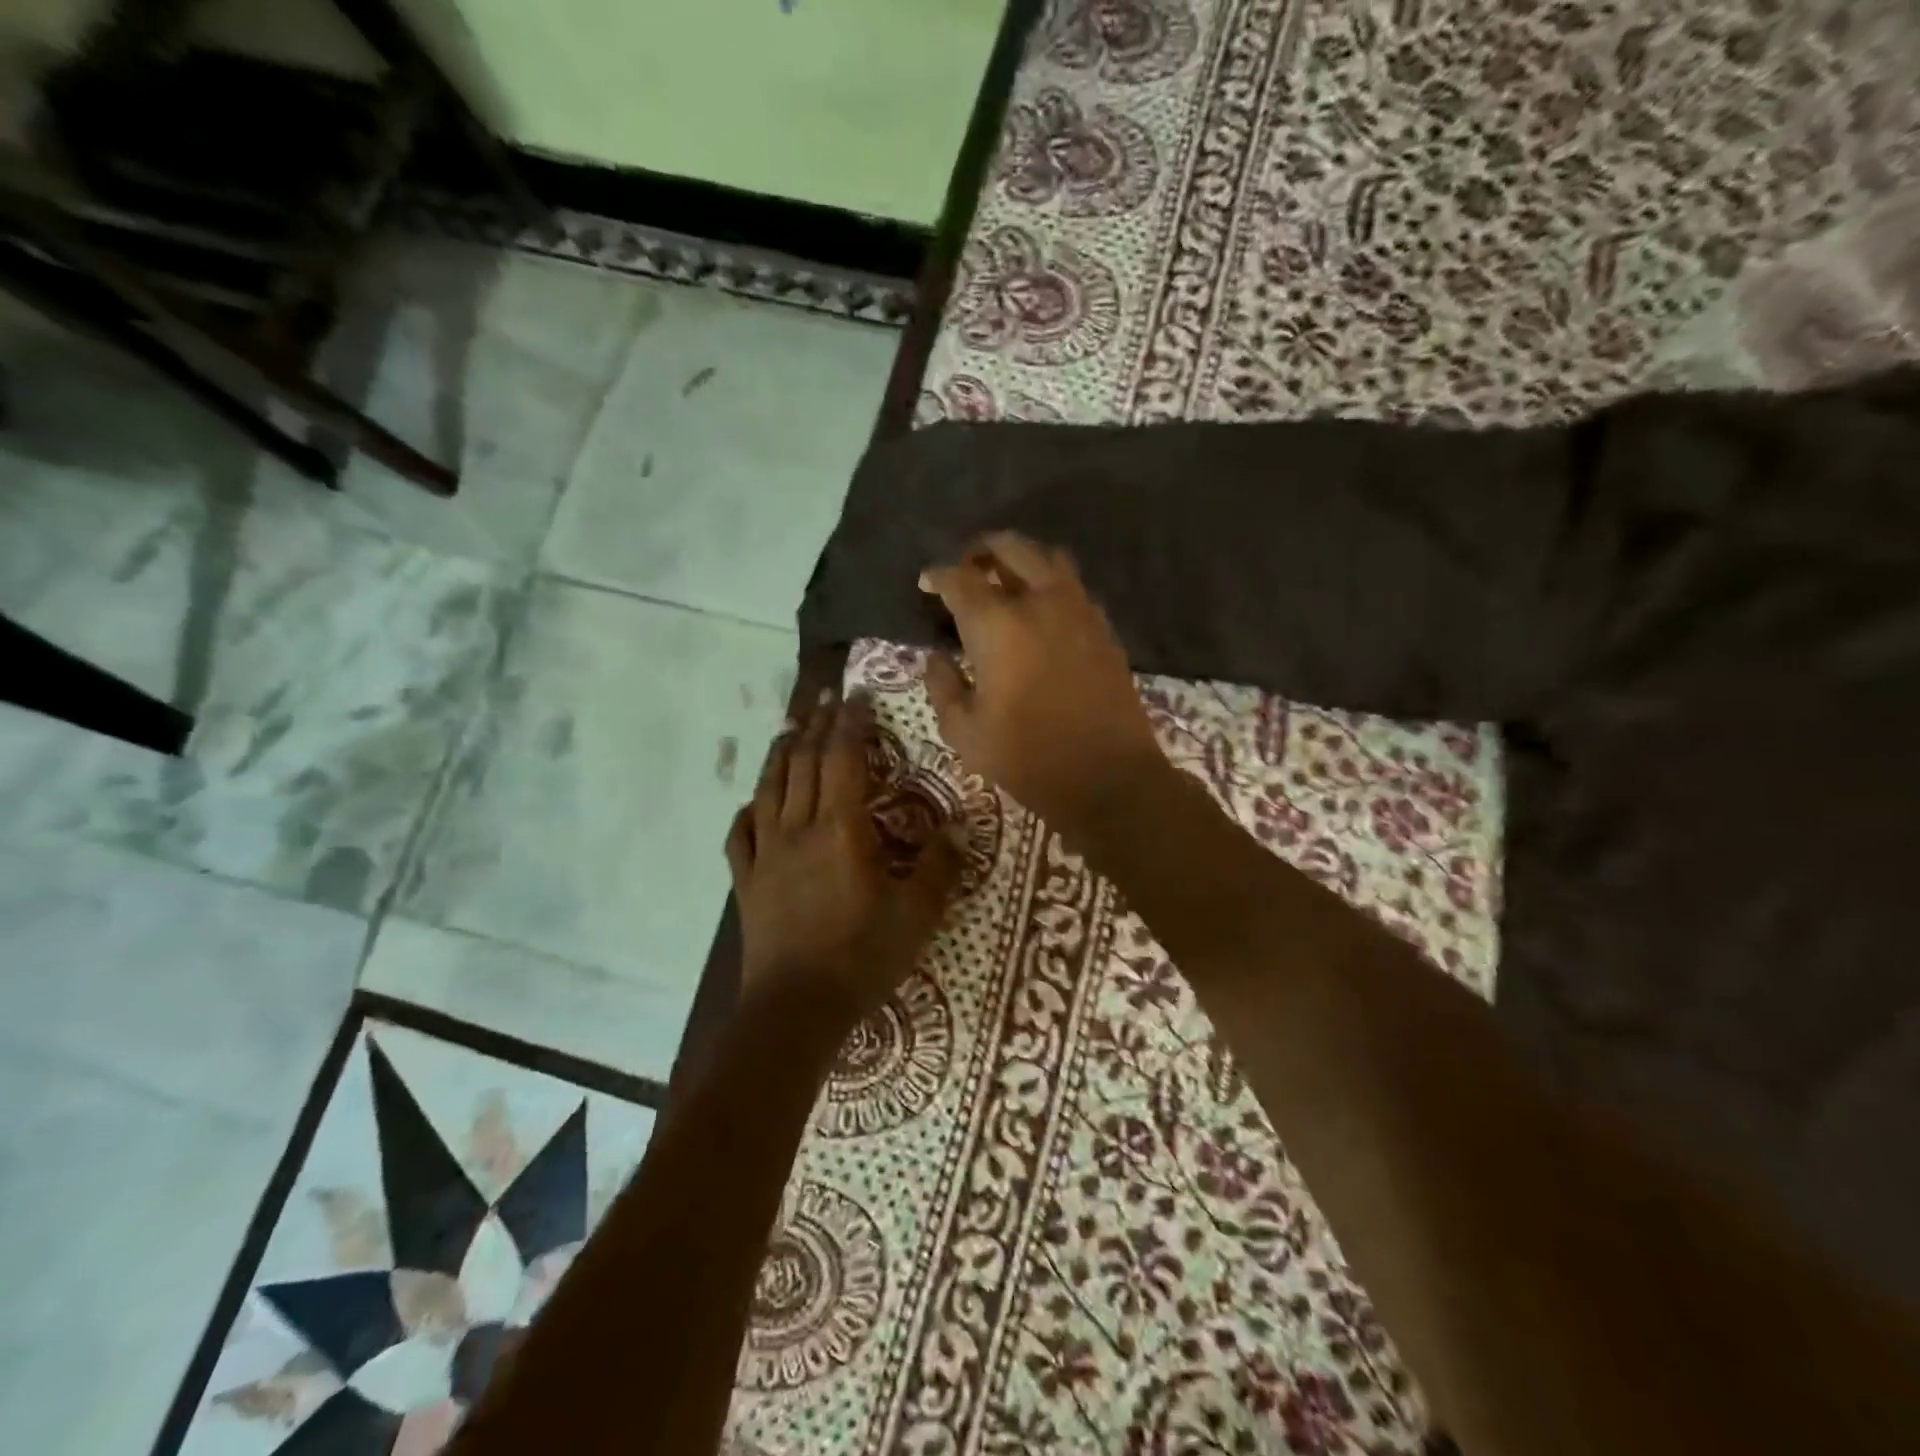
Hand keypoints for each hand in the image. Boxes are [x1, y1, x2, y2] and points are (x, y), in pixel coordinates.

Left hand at [726, 690, 960, 1029]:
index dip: (850, 722)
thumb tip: (959, 826)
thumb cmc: (861, 957)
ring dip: (780, 755)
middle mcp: (798, 829)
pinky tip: (752, 805)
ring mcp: (766, 855)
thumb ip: (940, 866)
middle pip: (803, 764)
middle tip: (824, 698)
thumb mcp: (917, 915)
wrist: (795, 1009)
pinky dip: (747, 811)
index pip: (842, 759)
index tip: (856, 695)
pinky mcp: (746, 883)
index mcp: (841, 829)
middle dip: (815, 726)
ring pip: (768, 790)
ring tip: (789, 729)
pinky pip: (739, 836)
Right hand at [920, 531, 1167, 838]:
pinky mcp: (1104, 628)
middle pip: (1011, 548)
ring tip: (1006, 578)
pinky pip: (1074, 587)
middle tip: (968, 566)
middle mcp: (1040, 602)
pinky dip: (1052, 584)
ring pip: (1050, 558)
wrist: (1107, 777)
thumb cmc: (1027, 757)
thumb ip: (943, 687)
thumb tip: (937, 659)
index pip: (959, 580)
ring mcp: (1079, 610)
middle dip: (983, 549)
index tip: (926, 583)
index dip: (937, 576)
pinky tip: (1042, 610)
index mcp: (997, 625)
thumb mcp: (965, 732)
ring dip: (1022, 558)